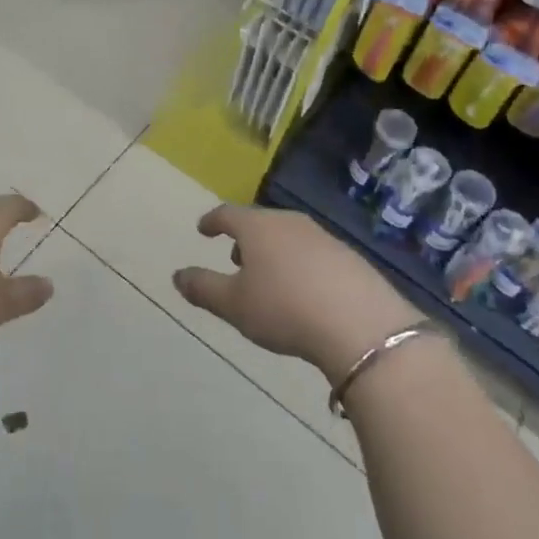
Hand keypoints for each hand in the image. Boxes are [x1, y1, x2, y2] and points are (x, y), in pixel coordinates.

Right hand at [173, 204, 422, 382]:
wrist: (361, 324)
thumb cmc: (284, 308)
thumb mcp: (234, 305)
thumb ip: (203, 288)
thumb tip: (177, 275)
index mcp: (257, 227)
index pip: (227, 214)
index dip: (212, 221)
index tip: (203, 229)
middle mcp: (289, 222)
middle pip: (260, 222)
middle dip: (244, 238)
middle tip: (235, 258)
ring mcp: (322, 236)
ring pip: (288, 236)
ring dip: (273, 251)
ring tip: (268, 276)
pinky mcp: (349, 256)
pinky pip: (313, 252)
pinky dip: (299, 263)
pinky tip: (303, 289)